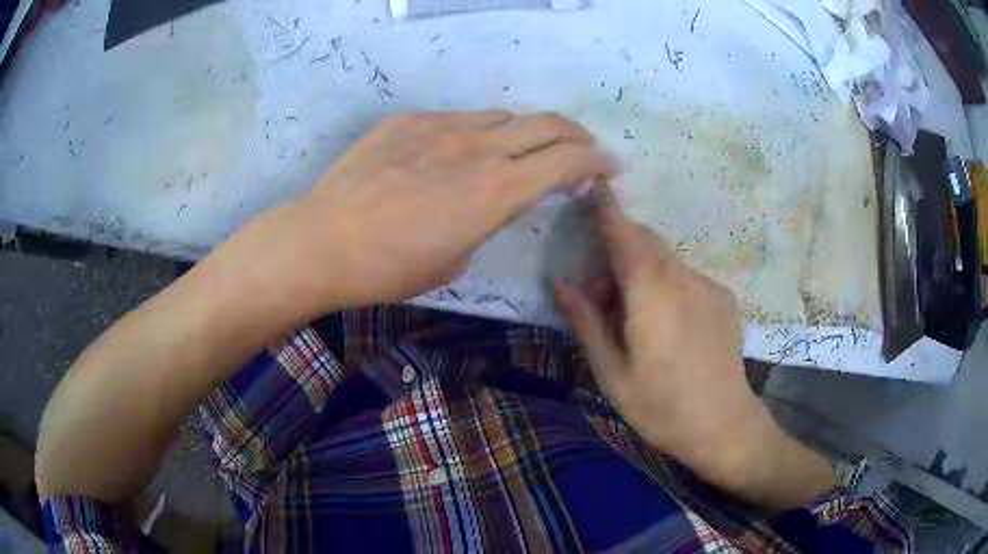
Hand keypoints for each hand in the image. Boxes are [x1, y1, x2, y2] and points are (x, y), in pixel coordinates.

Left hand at [257, 111, 615, 313]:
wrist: (322, 241)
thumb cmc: (389, 268)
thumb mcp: (455, 258)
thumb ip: (487, 219)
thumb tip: (495, 197)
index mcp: (496, 190)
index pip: (567, 160)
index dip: (598, 160)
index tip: (610, 167)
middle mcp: (478, 148)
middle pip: (547, 124)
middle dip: (577, 136)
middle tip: (583, 150)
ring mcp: (441, 127)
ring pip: (502, 117)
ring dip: (523, 134)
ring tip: (516, 153)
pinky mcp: (409, 120)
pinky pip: (459, 119)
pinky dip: (475, 133)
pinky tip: (455, 154)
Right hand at [555, 188, 833, 511]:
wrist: (725, 425)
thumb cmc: (661, 407)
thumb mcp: (613, 373)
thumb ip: (587, 323)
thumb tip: (563, 285)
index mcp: (650, 294)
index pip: (623, 235)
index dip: (606, 207)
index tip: (593, 183)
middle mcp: (682, 278)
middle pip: (645, 243)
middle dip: (618, 253)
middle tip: (601, 296)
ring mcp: (708, 286)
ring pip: (666, 260)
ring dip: (642, 272)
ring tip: (635, 318)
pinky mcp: (724, 298)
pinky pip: (686, 277)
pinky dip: (667, 284)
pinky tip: (669, 326)